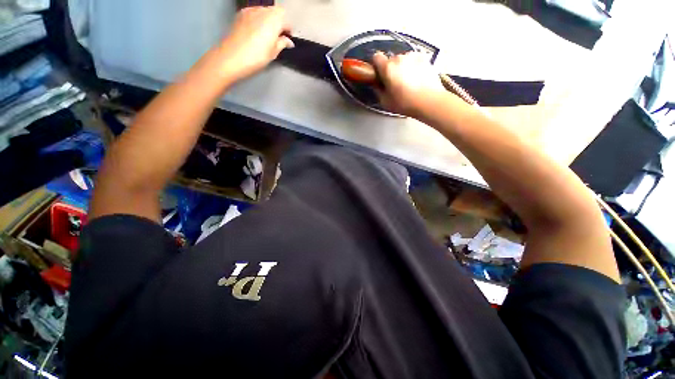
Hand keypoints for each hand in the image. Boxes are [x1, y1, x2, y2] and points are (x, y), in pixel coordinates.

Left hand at [218, 7, 293, 81]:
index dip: (288, 29)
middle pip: (275, 12)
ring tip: (267, 34)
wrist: (232, 57)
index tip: (288, 39)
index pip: (286, 19)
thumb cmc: (256, 57)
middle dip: (279, 22)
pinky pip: (254, 13)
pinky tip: (256, 32)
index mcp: (274, 20)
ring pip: (264, 11)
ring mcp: (250, 10)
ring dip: (268, 20)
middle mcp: (262, 11)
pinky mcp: (240, 14)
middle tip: (278, 36)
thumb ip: (282, 43)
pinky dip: (258, 19)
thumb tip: (288, 41)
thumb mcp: (273, 53)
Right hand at [372, 52, 445, 117]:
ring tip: (408, 83)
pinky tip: (417, 79)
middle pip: (391, 60)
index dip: (377, 66)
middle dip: (391, 70)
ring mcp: (413, 56)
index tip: (380, 75)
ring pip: (403, 60)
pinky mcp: (424, 58)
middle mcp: (399, 58)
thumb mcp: (385, 102)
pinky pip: (414, 61)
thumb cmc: (405, 103)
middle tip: (395, 84)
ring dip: (403, 68)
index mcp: (387, 68)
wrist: (429, 100)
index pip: (376, 57)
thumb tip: (378, 85)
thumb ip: (378, 90)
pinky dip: (413, 67)